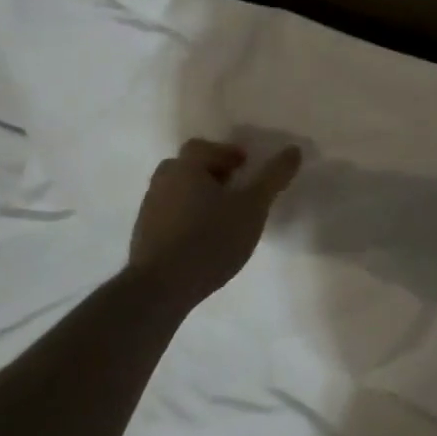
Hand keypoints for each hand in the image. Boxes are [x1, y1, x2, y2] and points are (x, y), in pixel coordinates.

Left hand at [128, 139, 302, 307]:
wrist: (160, 289)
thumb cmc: (210, 238)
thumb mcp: (253, 207)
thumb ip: (273, 177)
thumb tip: (294, 150)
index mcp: (185, 167)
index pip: (203, 146)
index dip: (226, 153)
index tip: (244, 169)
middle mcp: (163, 182)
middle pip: (187, 167)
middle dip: (211, 173)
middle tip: (233, 190)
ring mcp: (148, 210)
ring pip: (176, 191)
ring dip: (197, 197)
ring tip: (220, 218)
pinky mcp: (143, 237)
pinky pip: (167, 216)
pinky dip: (184, 219)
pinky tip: (200, 240)